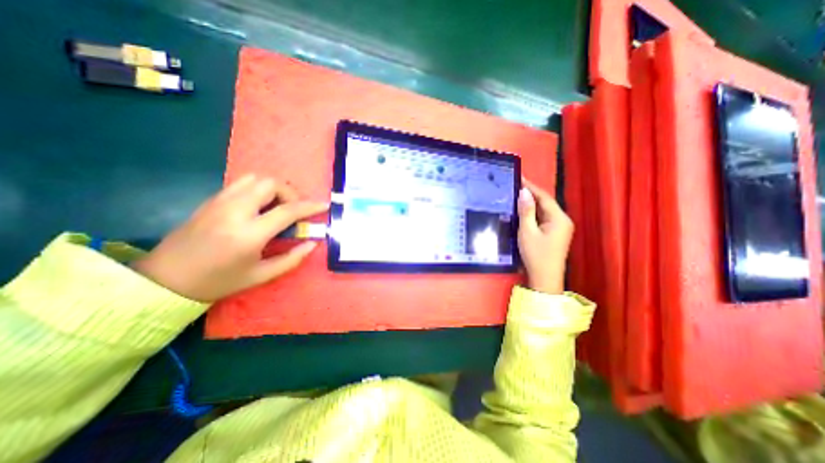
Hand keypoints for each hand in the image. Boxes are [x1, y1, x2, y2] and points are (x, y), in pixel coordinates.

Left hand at [132, 176, 329, 301]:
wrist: (164, 280)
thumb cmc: (218, 281)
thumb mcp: (261, 275)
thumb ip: (291, 259)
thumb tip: (312, 244)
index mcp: (249, 234)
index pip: (287, 210)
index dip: (310, 206)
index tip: (323, 205)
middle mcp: (234, 211)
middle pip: (271, 184)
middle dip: (290, 193)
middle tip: (294, 210)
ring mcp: (219, 202)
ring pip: (255, 178)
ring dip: (274, 188)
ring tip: (278, 206)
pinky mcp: (210, 200)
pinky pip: (241, 183)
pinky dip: (258, 189)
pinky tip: (260, 207)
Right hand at [513, 177, 575, 293]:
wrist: (545, 279)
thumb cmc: (535, 254)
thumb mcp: (527, 232)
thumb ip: (526, 211)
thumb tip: (524, 192)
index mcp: (559, 218)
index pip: (544, 197)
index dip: (531, 187)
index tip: (519, 177)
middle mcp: (563, 220)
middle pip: (546, 203)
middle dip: (531, 194)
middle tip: (515, 186)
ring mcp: (561, 228)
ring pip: (545, 211)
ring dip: (532, 204)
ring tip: (517, 196)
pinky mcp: (556, 234)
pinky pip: (544, 218)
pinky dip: (534, 213)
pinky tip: (524, 211)